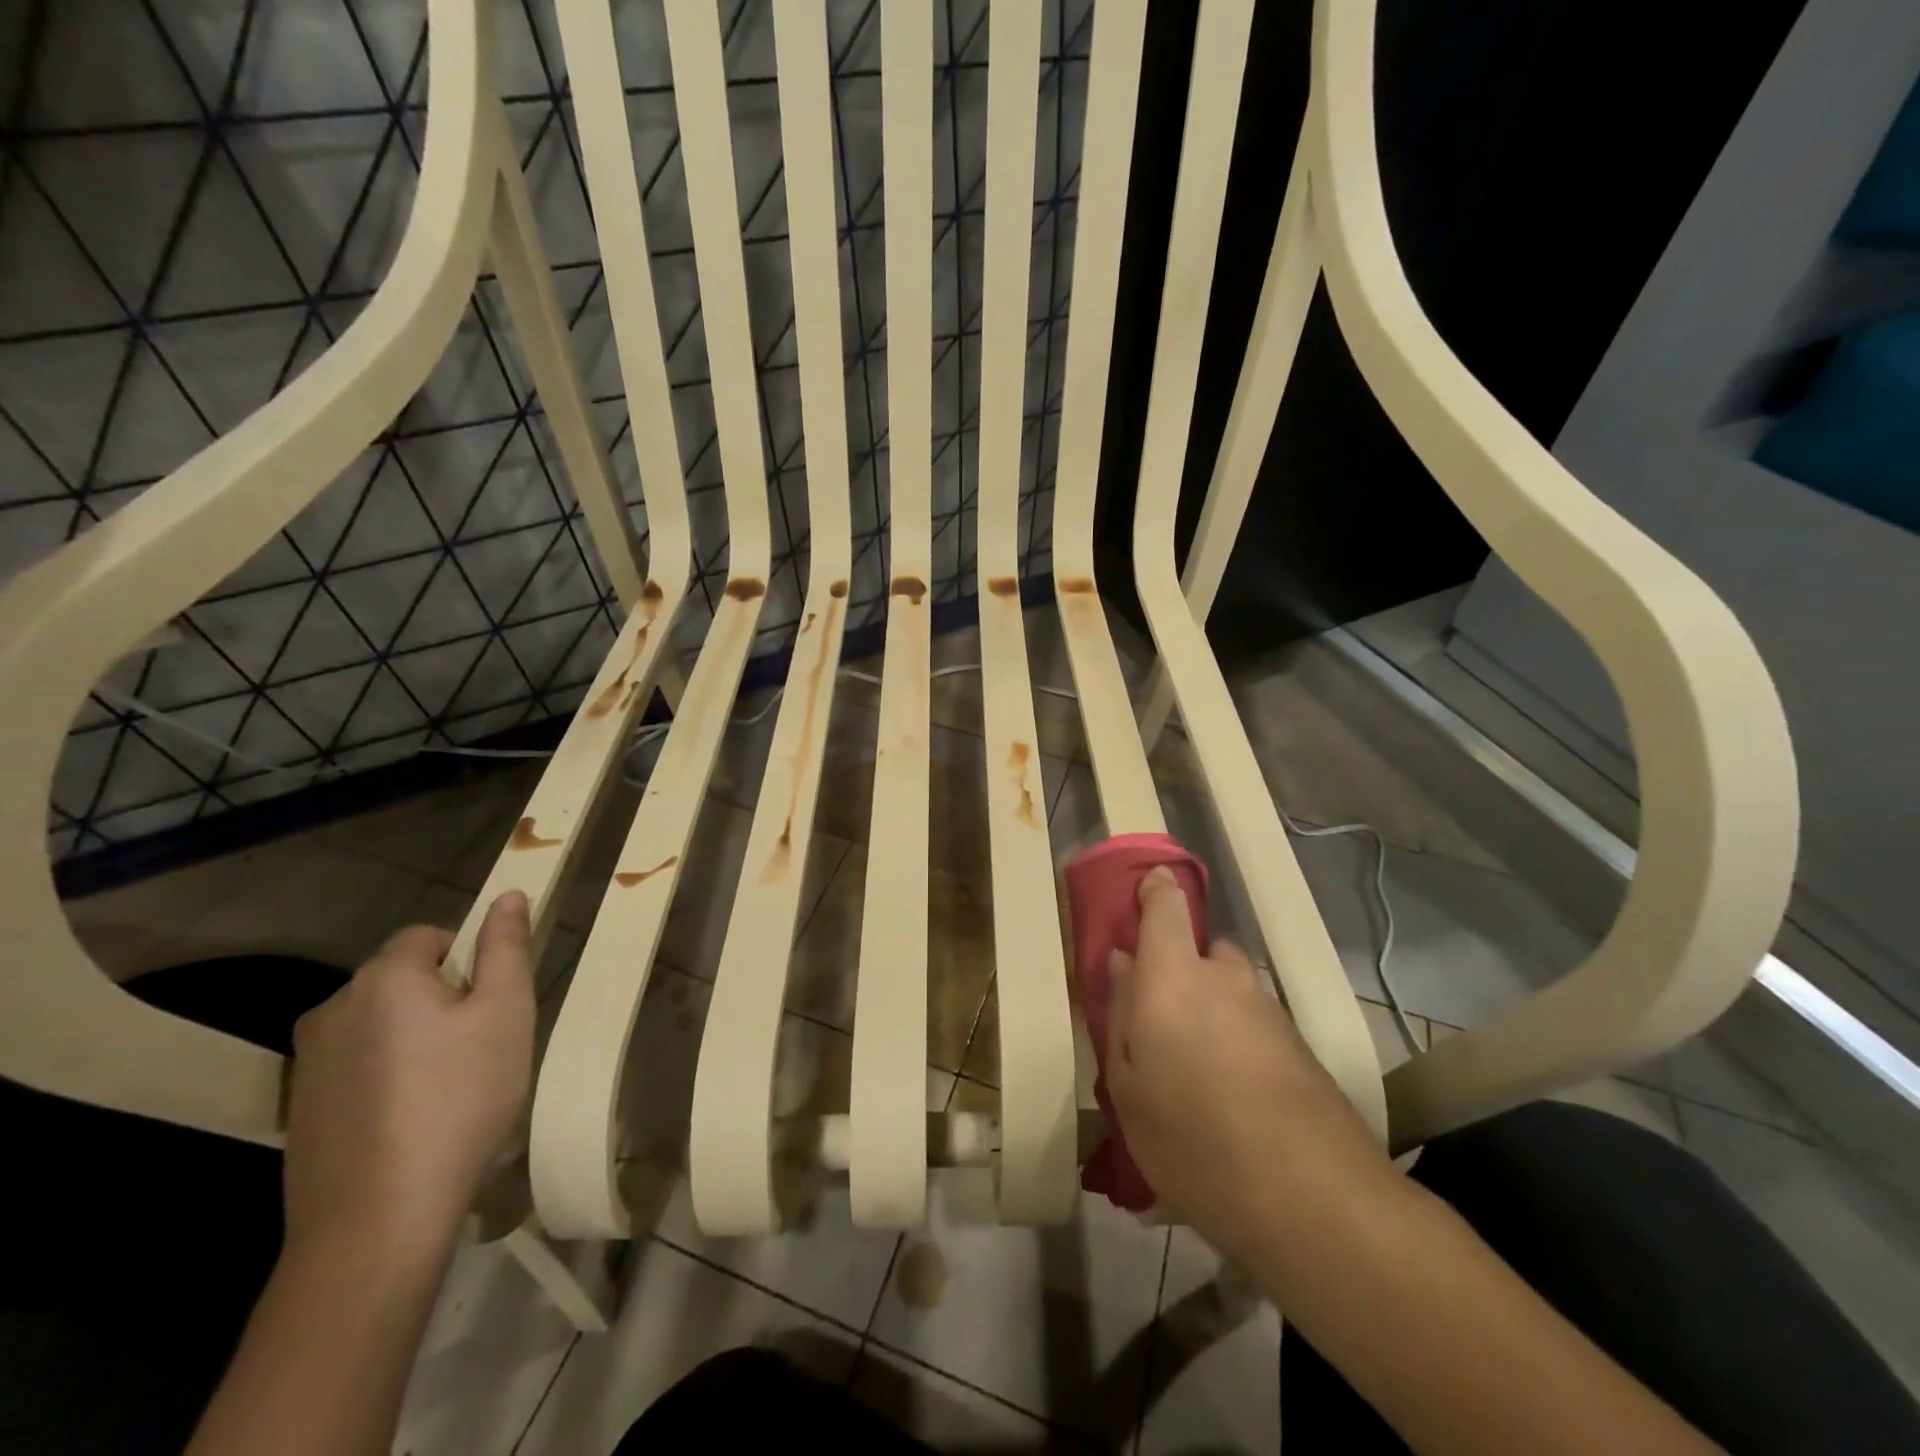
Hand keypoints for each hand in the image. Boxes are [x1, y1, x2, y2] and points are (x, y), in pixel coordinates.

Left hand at [283, 892, 535, 1261]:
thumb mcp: (506, 1013)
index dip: (470, 960)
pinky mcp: (299, 1112)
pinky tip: (414, 1123)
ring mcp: (308, 1064)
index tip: (493, 1004)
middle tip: (483, 1048)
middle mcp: (333, 1009)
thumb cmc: (460, 1099)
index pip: (429, 936)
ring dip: (416, 1040)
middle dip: (444, 1001)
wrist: (377, 1221)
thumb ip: (506, 948)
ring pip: (381, 1027)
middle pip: (403, 981)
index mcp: (384, 978)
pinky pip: (358, 1069)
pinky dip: (389, 1079)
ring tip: (452, 1090)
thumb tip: (508, 895)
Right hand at [1104, 868, 1390, 1261]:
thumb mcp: (1128, 1087)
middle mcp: (1225, 980)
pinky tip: (1227, 1103)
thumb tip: (1122, 963)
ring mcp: (1269, 1012)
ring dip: (1210, 1013)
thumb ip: (1120, 1014)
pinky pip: (1253, 1028)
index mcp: (1174, 976)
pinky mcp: (1300, 1049)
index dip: (1155, 889)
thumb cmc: (1193, 1139)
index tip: (1143, 891)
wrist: (1314, 1201)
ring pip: (1230, 992)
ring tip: (1191, 1075)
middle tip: (1158, 1020)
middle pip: (1202, 951)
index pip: (1167, 905)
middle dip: (1180, 970)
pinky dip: (1237, 1046)